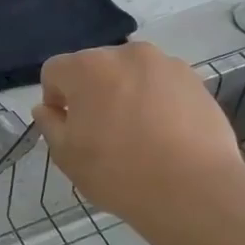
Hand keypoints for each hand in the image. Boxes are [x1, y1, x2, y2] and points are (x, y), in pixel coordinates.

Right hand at [31, 43, 244, 230]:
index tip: (68, 127)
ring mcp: (166, 65)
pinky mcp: (196, 81)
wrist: (194, 190)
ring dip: (124, 94)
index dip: (54, 98)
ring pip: (130, 74)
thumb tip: (48, 109)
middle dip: (91, 92)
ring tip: (137, 133)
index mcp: (87, 67)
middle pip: (94, 67)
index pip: (54, 71)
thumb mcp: (66, 155)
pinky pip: (161, 85)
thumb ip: (50, 124)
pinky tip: (164, 135)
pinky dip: (156, 101)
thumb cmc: (118, 172)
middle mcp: (125, 54)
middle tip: (101, 132)